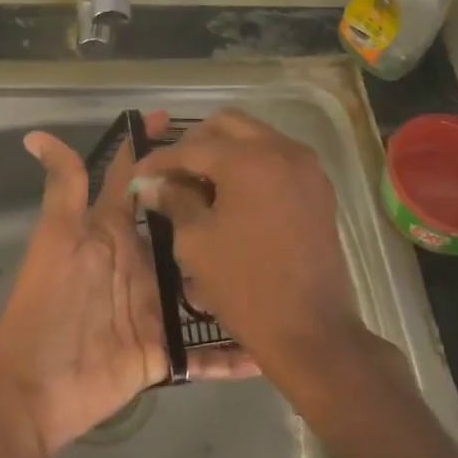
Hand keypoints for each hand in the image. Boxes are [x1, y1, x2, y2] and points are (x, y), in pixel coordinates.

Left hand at [0, 112, 257, 457]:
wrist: (34, 386)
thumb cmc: (47, 303)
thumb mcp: (57, 238)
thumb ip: (64, 188)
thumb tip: (36, 135)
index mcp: (115, 233)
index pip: (139, 183)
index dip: (155, 150)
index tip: (184, 121)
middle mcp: (140, 264)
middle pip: (182, 230)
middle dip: (214, 208)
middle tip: (261, 189)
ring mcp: (154, 308)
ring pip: (202, 287)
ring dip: (234, 278)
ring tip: (283, 261)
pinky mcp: (163, 351)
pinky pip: (204, 352)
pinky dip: (233, 353)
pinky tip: (271, 347)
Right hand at [130, 109, 367, 390]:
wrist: (311, 331)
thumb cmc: (244, 287)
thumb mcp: (196, 242)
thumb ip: (174, 200)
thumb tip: (152, 183)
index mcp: (248, 160)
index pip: (192, 147)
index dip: (160, 159)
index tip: (139, 174)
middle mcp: (281, 150)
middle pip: (227, 125)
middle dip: (195, 143)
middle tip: (173, 173)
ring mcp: (306, 167)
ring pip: (255, 137)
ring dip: (225, 151)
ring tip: (201, 184)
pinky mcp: (318, 188)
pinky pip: (277, 158)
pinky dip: (252, 165)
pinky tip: (233, 195)